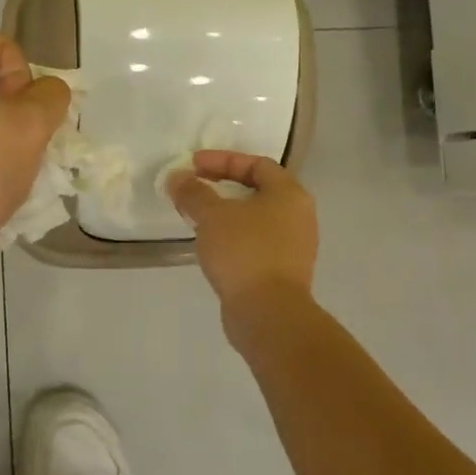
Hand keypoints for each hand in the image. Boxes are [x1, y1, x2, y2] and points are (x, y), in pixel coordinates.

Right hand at [167, 150, 318, 333]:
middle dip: (222, 185)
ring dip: (226, 213)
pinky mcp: (282, 272)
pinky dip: (232, 236)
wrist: (268, 314)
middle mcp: (298, 216)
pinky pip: (255, 242)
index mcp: (290, 194)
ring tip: (196, 216)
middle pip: (258, 190)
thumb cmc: (244, 252)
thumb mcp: (212, 216)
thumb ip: (193, 192)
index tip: (193, 165)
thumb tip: (177, 177)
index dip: (222, 160)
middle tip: (193, 188)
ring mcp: (294, 246)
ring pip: (255, 218)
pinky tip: (210, 243)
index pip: (257, 164)